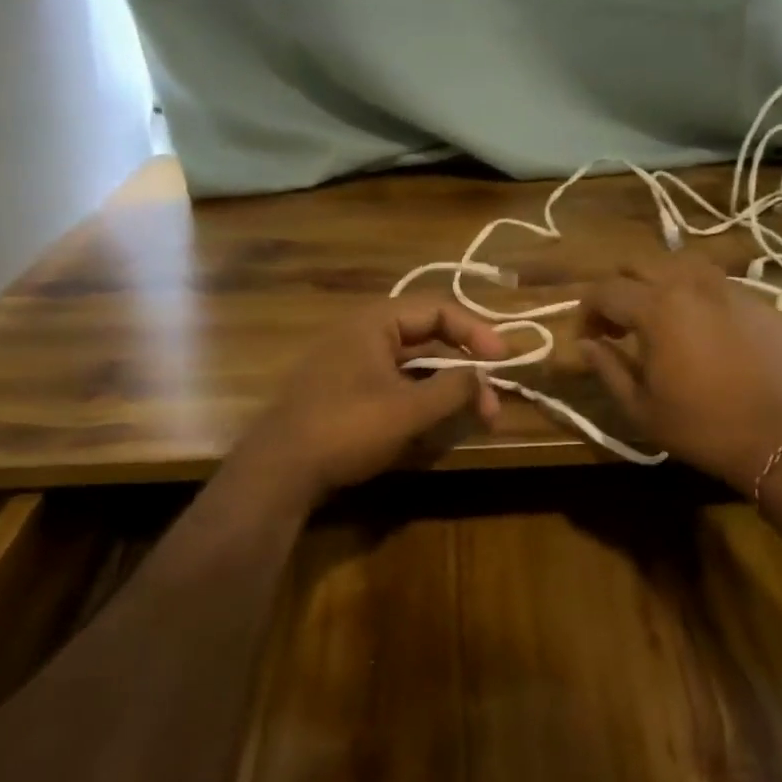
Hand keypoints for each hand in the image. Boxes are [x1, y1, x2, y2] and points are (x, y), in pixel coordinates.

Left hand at [232, 299, 507, 508]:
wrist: (277, 471)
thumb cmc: (346, 429)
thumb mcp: (408, 410)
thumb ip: (453, 388)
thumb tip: (483, 376)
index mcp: (374, 322)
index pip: (438, 309)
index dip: (476, 331)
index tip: (503, 359)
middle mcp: (362, 333)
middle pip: (428, 336)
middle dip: (465, 366)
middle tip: (491, 400)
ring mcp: (350, 362)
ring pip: (413, 363)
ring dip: (446, 385)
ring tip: (474, 414)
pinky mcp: (344, 391)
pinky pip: (394, 382)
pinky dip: (422, 396)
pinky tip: (437, 421)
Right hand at [580, 256, 781, 493]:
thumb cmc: (704, 428)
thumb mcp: (641, 407)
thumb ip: (607, 368)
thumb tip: (585, 344)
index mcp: (657, 307)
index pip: (605, 291)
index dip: (586, 312)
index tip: (587, 338)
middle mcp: (692, 284)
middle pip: (639, 264)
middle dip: (619, 289)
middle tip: (617, 326)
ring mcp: (731, 288)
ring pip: (681, 264)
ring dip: (658, 284)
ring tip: (659, 319)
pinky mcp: (760, 302)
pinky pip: (716, 284)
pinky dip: (696, 296)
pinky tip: (702, 331)